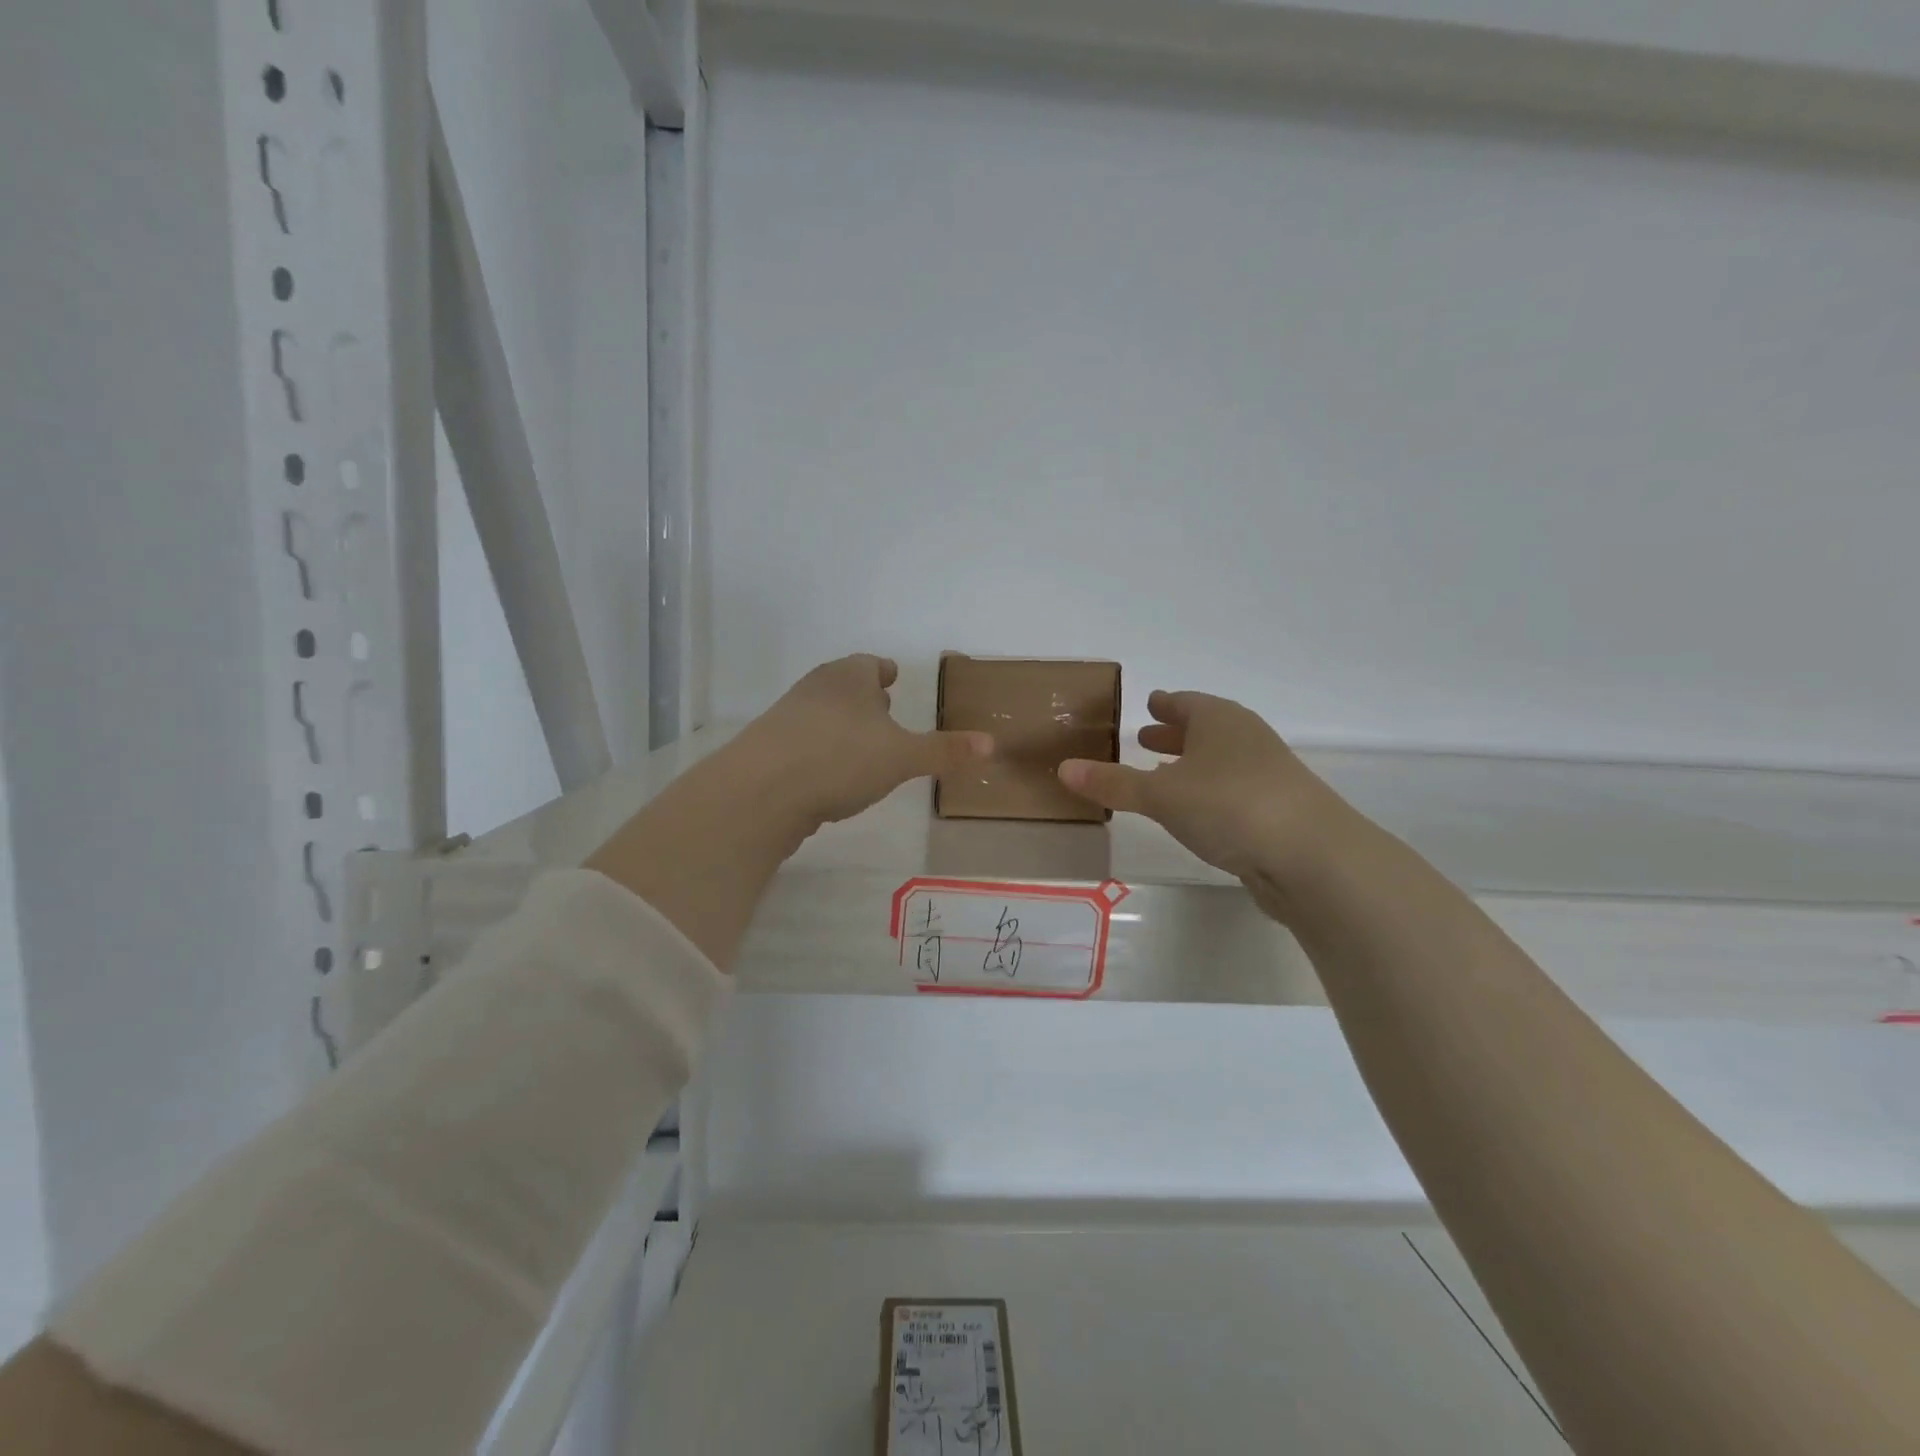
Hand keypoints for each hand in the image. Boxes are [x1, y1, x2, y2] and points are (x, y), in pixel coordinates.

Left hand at [732, 654, 992, 829]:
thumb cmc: (840, 759)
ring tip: (861, 746)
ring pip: (823, 713)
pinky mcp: (768, 749)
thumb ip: (945, 751)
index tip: (892, 676)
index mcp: (848, 677)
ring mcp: (786, 717)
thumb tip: (992, 744)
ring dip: (842, 725)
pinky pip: (804, 742)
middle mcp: (814, 688)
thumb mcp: (902, 758)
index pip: (869, 664)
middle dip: (864, 697)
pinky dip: (821, 750)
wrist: (761, 792)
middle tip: (884, 710)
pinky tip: (830, 775)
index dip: (883, 671)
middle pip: (844, 685)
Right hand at [1057, 690, 1356, 896]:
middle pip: (1205, 729)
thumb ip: (1113, 782)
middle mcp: (1246, 739)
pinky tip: (1195, 812)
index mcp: (1219, 721)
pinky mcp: (1277, 810)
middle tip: (1144, 737)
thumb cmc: (1230, 805)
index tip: (1147, 703)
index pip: (1186, 703)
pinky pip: (1230, 790)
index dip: (1164, 704)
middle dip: (1174, 734)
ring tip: (1162, 774)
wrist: (1313, 857)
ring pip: (1219, 761)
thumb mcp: (1161, 794)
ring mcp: (1266, 774)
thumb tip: (1063, 768)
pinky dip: (1207, 792)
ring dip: (1191, 765)